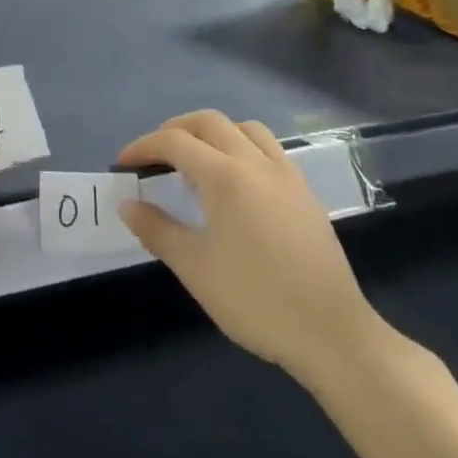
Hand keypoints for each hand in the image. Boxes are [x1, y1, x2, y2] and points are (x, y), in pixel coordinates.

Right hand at [117, 111, 383, 388]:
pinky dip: (242, 146)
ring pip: (244, 128)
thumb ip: (157, 230)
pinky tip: (236, 180)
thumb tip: (128, 204)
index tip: (124, 163)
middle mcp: (255, 163)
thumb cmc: (257, 301)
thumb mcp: (196, 269)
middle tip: (155, 156)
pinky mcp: (305, 192)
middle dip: (175, 130)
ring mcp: (286, 174)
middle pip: (208, 122)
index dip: (143, 146)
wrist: (333, 335)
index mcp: (225, 177)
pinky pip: (268, 148)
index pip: (174, 142)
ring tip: (196, 159)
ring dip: (213, 132)